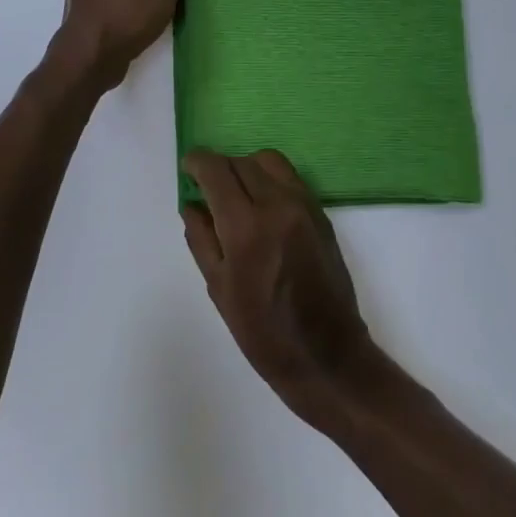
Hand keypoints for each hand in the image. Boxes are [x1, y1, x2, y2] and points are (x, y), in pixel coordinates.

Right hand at [182, 150, 382, 424]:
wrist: (327, 355)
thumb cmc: (264, 332)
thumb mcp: (219, 288)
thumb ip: (201, 239)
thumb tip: (193, 204)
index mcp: (246, 226)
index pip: (217, 170)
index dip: (198, 162)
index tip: (188, 168)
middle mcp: (278, 204)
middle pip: (242, 161)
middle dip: (220, 168)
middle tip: (207, 188)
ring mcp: (304, 206)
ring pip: (269, 161)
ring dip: (246, 168)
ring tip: (236, 194)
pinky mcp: (321, 213)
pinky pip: (290, 178)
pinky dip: (269, 179)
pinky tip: (261, 206)